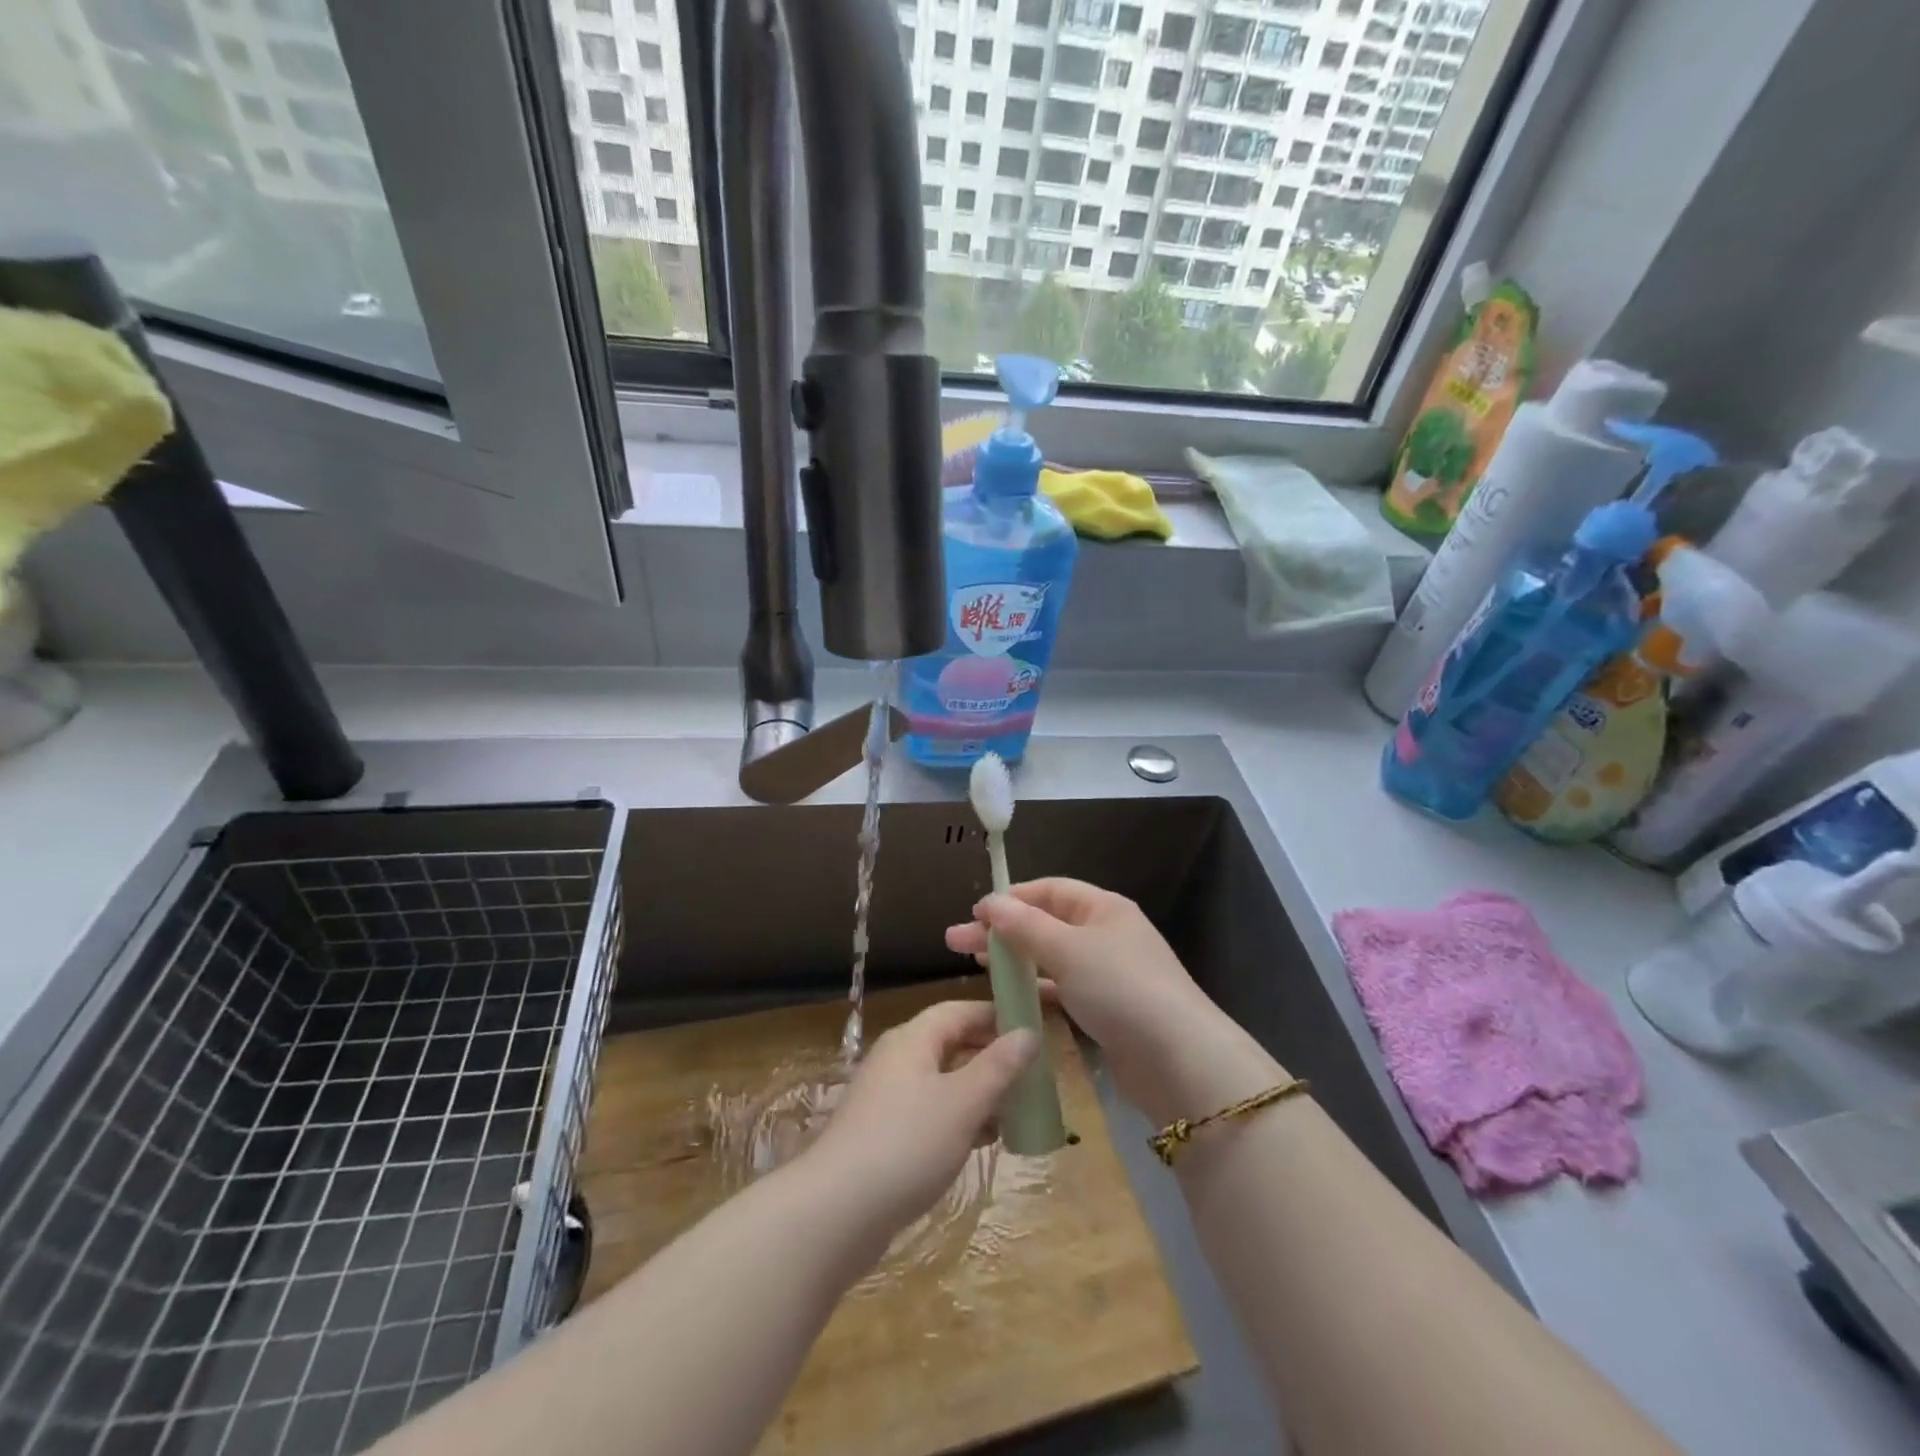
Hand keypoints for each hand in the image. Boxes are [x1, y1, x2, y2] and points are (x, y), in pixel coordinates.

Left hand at [805, 1000, 1038, 1238]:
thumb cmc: (906, 1144)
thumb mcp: (963, 1102)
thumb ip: (998, 1067)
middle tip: (1032, 1075)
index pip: (959, 1010)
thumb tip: (1028, 1033)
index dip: (996, 1015)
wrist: (835, 1214)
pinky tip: (982, 1142)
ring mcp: (887, 1099)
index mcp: (912, 1040)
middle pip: (951, 1044)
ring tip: (1016, 1112)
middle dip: (991, 1057)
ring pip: (943, 1082)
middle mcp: (897, 1060)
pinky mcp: (883, 1136)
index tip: (1033, 1028)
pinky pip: (930, 1113)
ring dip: (979, 1092)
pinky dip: (959, 1120)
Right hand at [945, 879, 1275, 1121]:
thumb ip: (1025, 926)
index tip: (973, 915)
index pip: (1049, 890)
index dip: (1010, 898)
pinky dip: (1036, 991)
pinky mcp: (1108, 1011)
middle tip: (955, 942)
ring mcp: (1108, 974)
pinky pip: (1063, 990)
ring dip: (1015, 960)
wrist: (1180, 1061)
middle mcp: (1106, 935)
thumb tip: (989, 902)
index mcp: (1103, 908)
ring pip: (1052, 958)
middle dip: (1002, 931)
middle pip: (1045, 923)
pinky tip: (1010, 999)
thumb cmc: (1121, 989)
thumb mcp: (1068, 950)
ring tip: (975, 966)